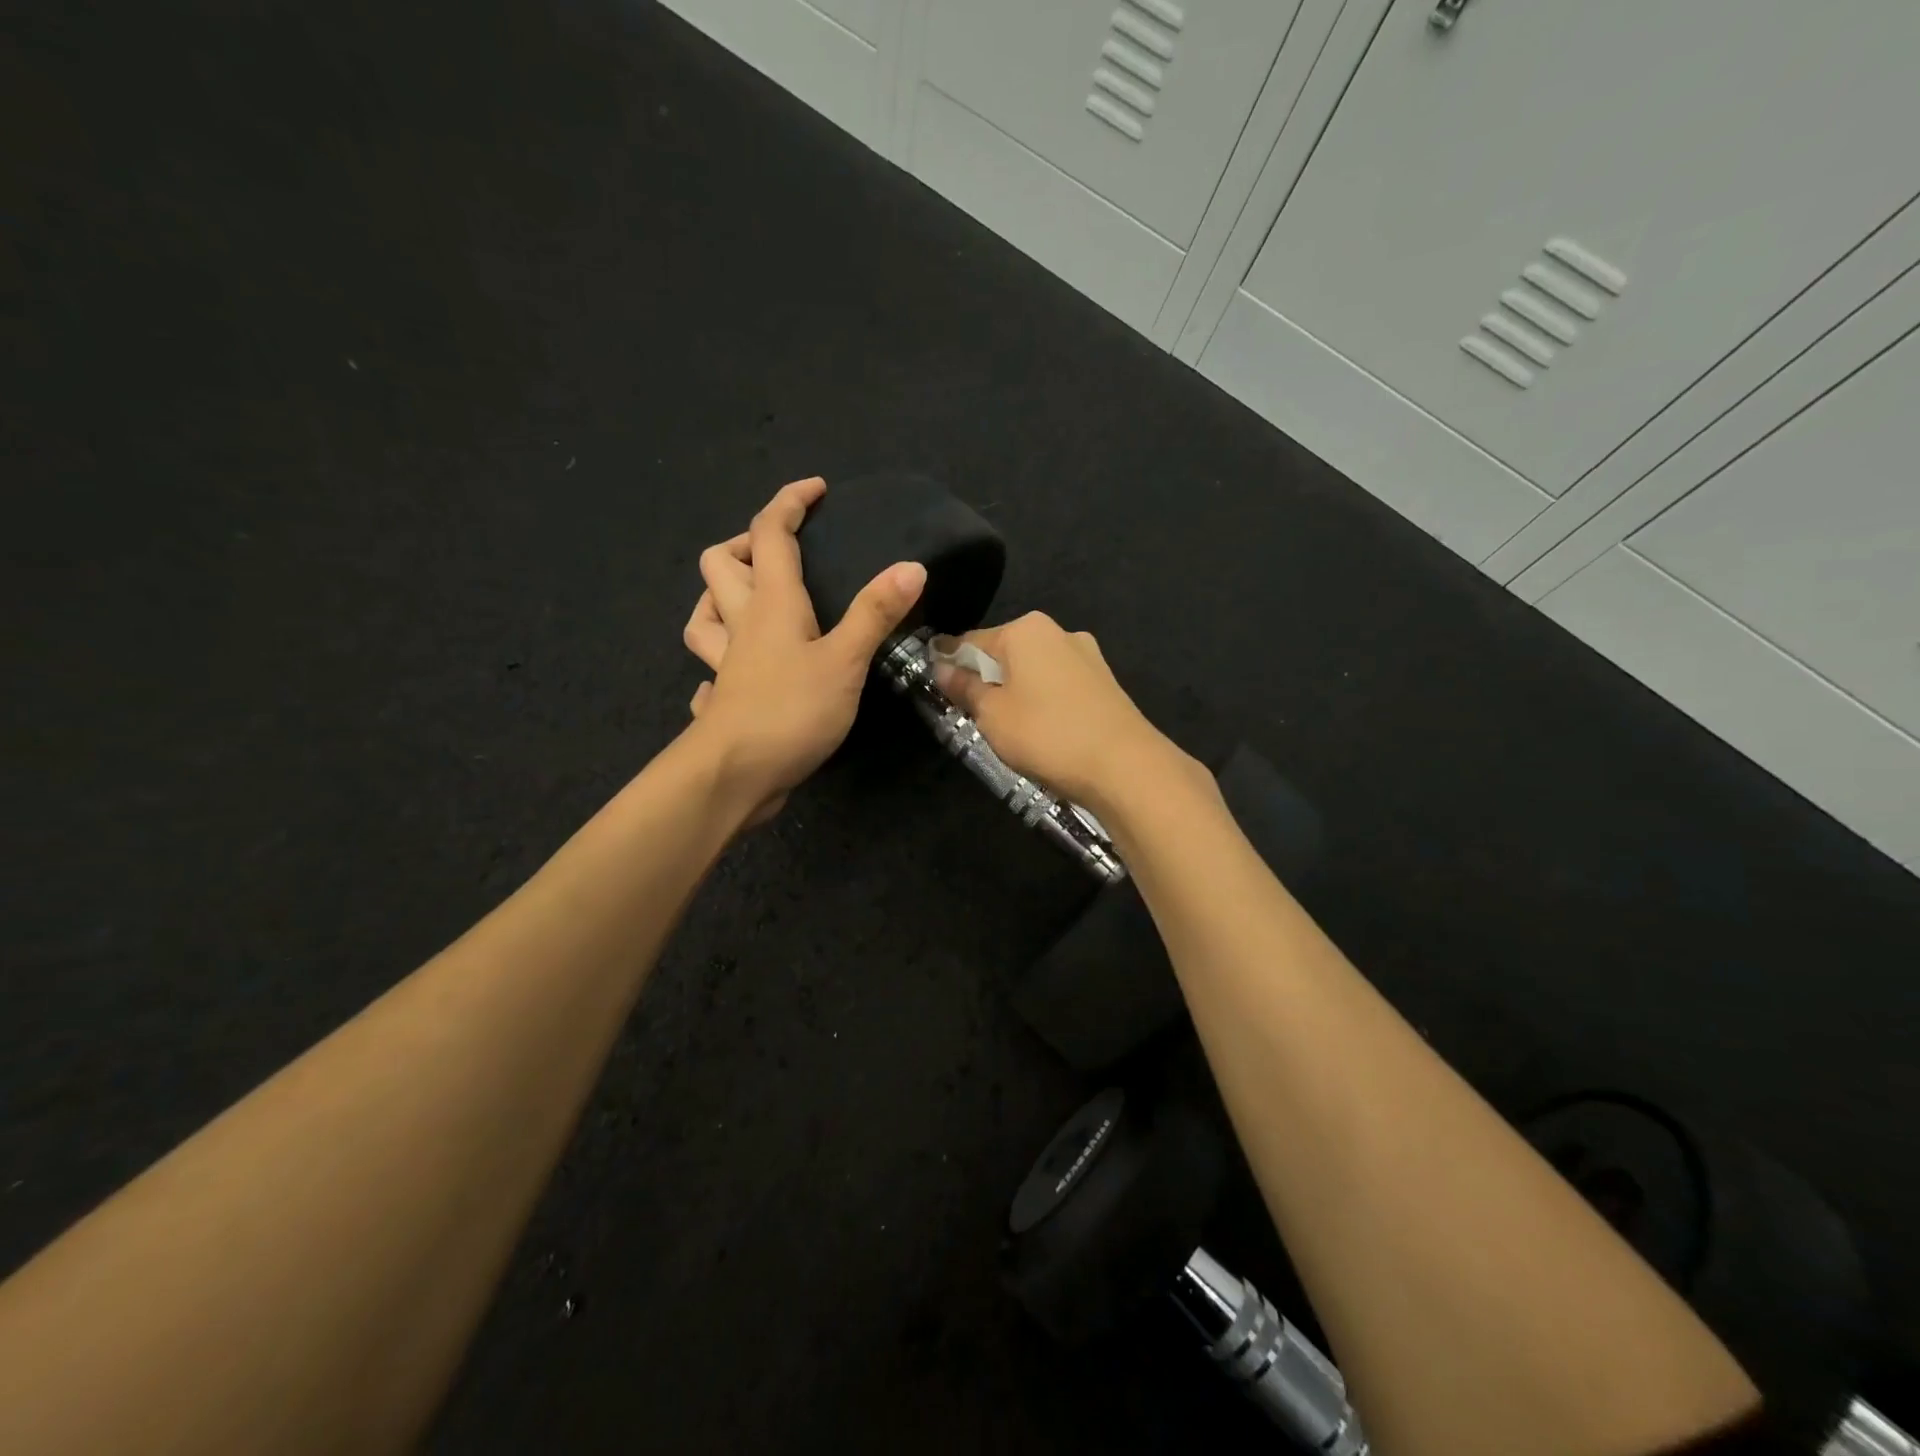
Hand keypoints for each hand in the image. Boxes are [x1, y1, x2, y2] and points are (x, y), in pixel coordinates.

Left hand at [682, 477, 925, 820]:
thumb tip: (911, 565)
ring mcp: (725, 665)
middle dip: (745, 543)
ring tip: (750, 601)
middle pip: (721, 564)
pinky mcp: (723, 701)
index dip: (790, 503)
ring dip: (719, 597)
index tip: (816, 490)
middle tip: (781, 551)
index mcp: (771, 604)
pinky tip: (736, 673)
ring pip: (703, 615)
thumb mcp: (845, 661)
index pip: (770, 533)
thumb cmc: (791, 711)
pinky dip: (721, 662)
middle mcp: (741, 625)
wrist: (734, 776)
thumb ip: (875, 613)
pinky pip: (712, 671)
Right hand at [930, 612, 1183, 812]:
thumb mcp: (992, 714)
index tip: (934, 683)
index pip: (971, 640)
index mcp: (1025, 629)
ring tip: (1006, 726)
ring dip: (1015, 690)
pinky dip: (1042, 700)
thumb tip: (942, 667)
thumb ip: (964, 688)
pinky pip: (1058, 685)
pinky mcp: (1105, 682)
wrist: (1124, 766)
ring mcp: (1086, 656)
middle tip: (970, 712)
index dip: (949, 662)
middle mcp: (1058, 631)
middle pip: (1005, 652)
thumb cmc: (1046, 734)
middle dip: (985, 677)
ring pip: (1034, 669)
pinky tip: (1041, 728)